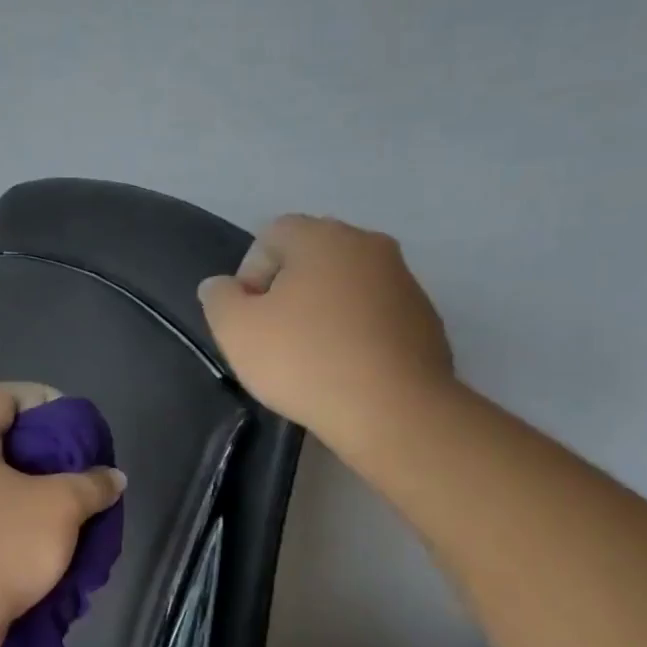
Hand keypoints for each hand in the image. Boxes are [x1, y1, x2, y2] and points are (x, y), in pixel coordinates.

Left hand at [0, 382, 126, 646]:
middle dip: (49, 452)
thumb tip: (112, 478)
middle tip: (83, 468)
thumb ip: (92, 484)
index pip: (3, 395)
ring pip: (2, 484)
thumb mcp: (59, 508)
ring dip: (40, 493)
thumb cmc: (0, 548)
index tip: (75, 423)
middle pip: (4, 439)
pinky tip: (53, 541)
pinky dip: (24, 523)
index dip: (42, 397)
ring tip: (76, 508)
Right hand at [197, 214, 454, 452]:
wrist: (393, 410)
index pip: (271, 235)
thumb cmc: (305, 361)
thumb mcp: (236, 331)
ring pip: (348, 287)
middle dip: (288, 292)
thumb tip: (222, 286)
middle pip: (313, 258)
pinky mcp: (426, 320)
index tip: (249, 320)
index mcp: (322, 237)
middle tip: (275, 338)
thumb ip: (220, 299)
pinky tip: (348, 372)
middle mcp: (369, 245)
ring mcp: (405, 282)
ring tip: (313, 360)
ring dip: (325, 312)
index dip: (250, 275)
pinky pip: (377, 317)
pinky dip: (358, 334)